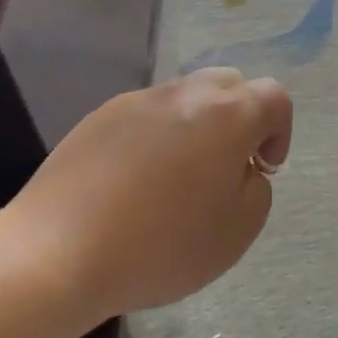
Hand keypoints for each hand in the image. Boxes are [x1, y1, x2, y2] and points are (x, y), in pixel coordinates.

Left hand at [14, 69, 292, 317]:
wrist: (58, 251)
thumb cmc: (160, 245)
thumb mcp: (237, 231)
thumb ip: (255, 189)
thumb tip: (240, 168)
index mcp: (226, 115)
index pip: (274, 97)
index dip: (280, 131)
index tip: (262, 169)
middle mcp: (184, 94)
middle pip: (229, 85)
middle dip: (240, 118)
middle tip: (227, 166)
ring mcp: (137, 101)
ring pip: (185, 98)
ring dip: (196, 127)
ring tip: (177, 178)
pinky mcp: (99, 116)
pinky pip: (145, 115)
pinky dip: (155, 137)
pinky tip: (134, 182)